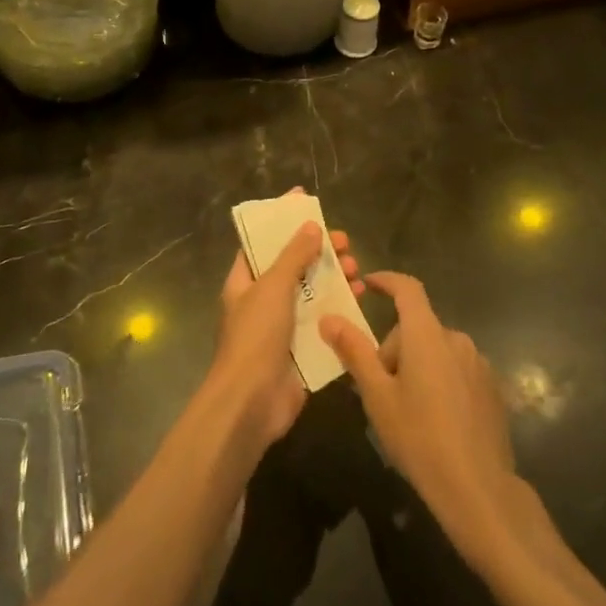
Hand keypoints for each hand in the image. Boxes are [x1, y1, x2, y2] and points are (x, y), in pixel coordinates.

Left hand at [206, 205, 360, 457]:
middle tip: (343, 242)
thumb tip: (312, 226)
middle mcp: (262, 301)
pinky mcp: (301, 349)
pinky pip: (323, 321)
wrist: (252, 403)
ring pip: (311, 292)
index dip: (281, 222)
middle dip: (317, 251)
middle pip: (293, 266)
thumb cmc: (255, 337)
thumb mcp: (273, 287)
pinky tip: (361, 299)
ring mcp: (282, 327)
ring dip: (333, 278)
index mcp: (244, 282)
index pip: (262, 243)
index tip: (305, 202)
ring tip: (356, 269)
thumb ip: (294, 256)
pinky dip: (341, 308)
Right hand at [319, 272, 518, 562]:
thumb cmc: (419, 437)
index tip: (368, 283)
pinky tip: (436, 420)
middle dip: (394, 349)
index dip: (387, 280)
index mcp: (427, 334)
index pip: (407, 288)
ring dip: (418, 365)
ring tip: (407, 410)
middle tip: (379, 390)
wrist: (478, 488)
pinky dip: (440, 380)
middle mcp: (456, 339)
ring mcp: (478, 363)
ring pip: (436, 350)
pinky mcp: (491, 387)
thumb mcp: (377, 396)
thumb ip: (354, 351)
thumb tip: (329, 318)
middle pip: (417, 328)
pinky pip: (456, 369)